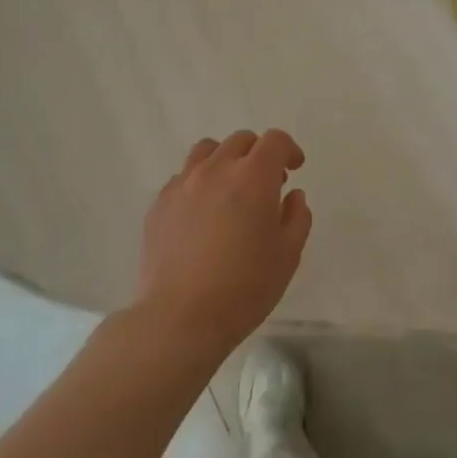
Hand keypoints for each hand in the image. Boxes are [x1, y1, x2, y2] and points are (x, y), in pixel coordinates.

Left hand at [136, 129, 311, 352]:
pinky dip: (199, 183)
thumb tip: (292, 196)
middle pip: (241, 140)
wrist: (180, 317)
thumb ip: (297, 217)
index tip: (295, 169)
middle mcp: (216, 169)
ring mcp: (183, 184)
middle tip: (267, 184)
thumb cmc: (244, 287)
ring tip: (230, 190)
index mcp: (253, 177)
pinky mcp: (160, 203)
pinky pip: (183, 177)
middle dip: (259, 154)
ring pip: (207, 151)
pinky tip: (202, 213)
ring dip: (226, 160)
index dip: (289, 150)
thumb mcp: (288, 255)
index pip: (275, 141)